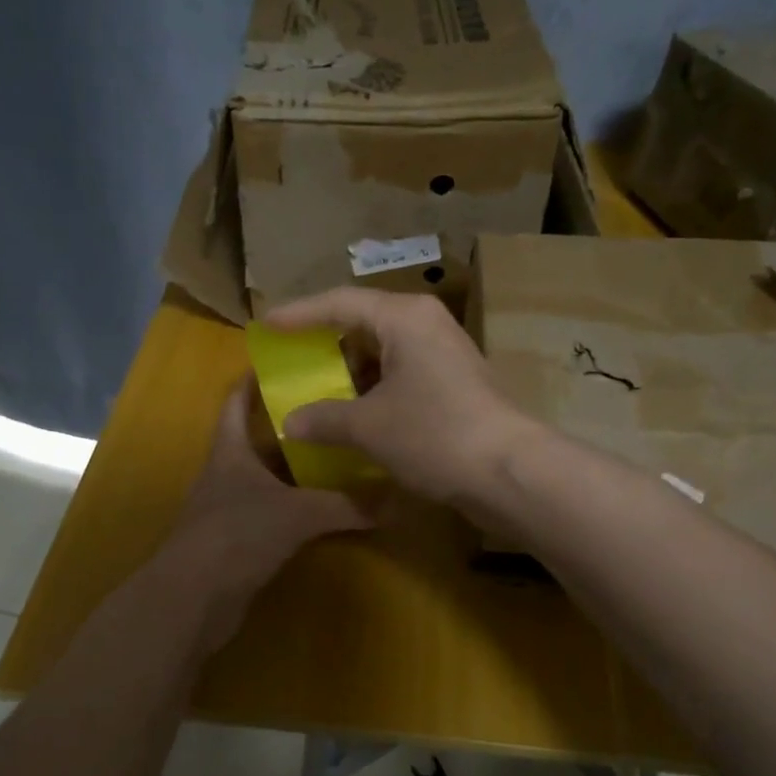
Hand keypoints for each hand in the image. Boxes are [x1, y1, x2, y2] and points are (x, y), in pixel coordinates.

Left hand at [161, 378, 373, 649]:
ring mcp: (229, 508)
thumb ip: (345, 505)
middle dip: (293, 425)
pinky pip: (272, 511)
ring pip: (268, 477)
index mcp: (230, 451)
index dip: (254, 379)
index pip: (235, 401)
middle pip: (259, 439)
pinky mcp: (237, 540)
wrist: (192, 600)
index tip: (286, 361)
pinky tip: (325, 507)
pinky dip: (296, 505)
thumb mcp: (297, 514)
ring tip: (339, 454)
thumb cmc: (236, 536)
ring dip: (297, 469)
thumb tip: (396, 500)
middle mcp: (227, 473)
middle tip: (334, 411)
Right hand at [264, 287, 541, 509]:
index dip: (299, 314)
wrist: (509, 471)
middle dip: (326, 343)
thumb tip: (290, 423)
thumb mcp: (368, 427)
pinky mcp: (455, 383)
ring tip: (318, 391)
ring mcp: (445, 353)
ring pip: (385, 352)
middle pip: (364, 322)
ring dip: (351, 372)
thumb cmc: (433, 434)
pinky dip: (374, 389)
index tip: (266, 325)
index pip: (340, 303)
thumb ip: (324, 419)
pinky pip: (402, 374)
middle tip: (292, 358)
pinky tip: (355, 413)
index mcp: (403, 318)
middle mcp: (426, 325)